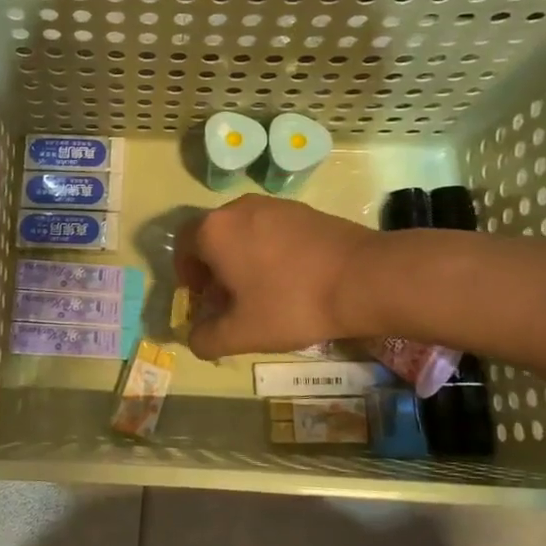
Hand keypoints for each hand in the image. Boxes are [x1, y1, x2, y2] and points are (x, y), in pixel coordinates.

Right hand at [175, 195, 377, 359]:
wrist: (363, 278)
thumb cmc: (291, 304)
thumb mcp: (242, 334)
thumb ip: (206, 340)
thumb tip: (194, 339)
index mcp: (214, 231)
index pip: (182, 246)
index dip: (186, 274)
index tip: (202, 298)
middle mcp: (237, 208)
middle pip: (212, 236)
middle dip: (213, 268)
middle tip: (228, 299)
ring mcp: (272, 205)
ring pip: (242, 231)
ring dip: (241, 258)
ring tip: (260, 290)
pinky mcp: (302, 209)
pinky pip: (270, 229)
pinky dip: (267, 249)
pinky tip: (289, 278)